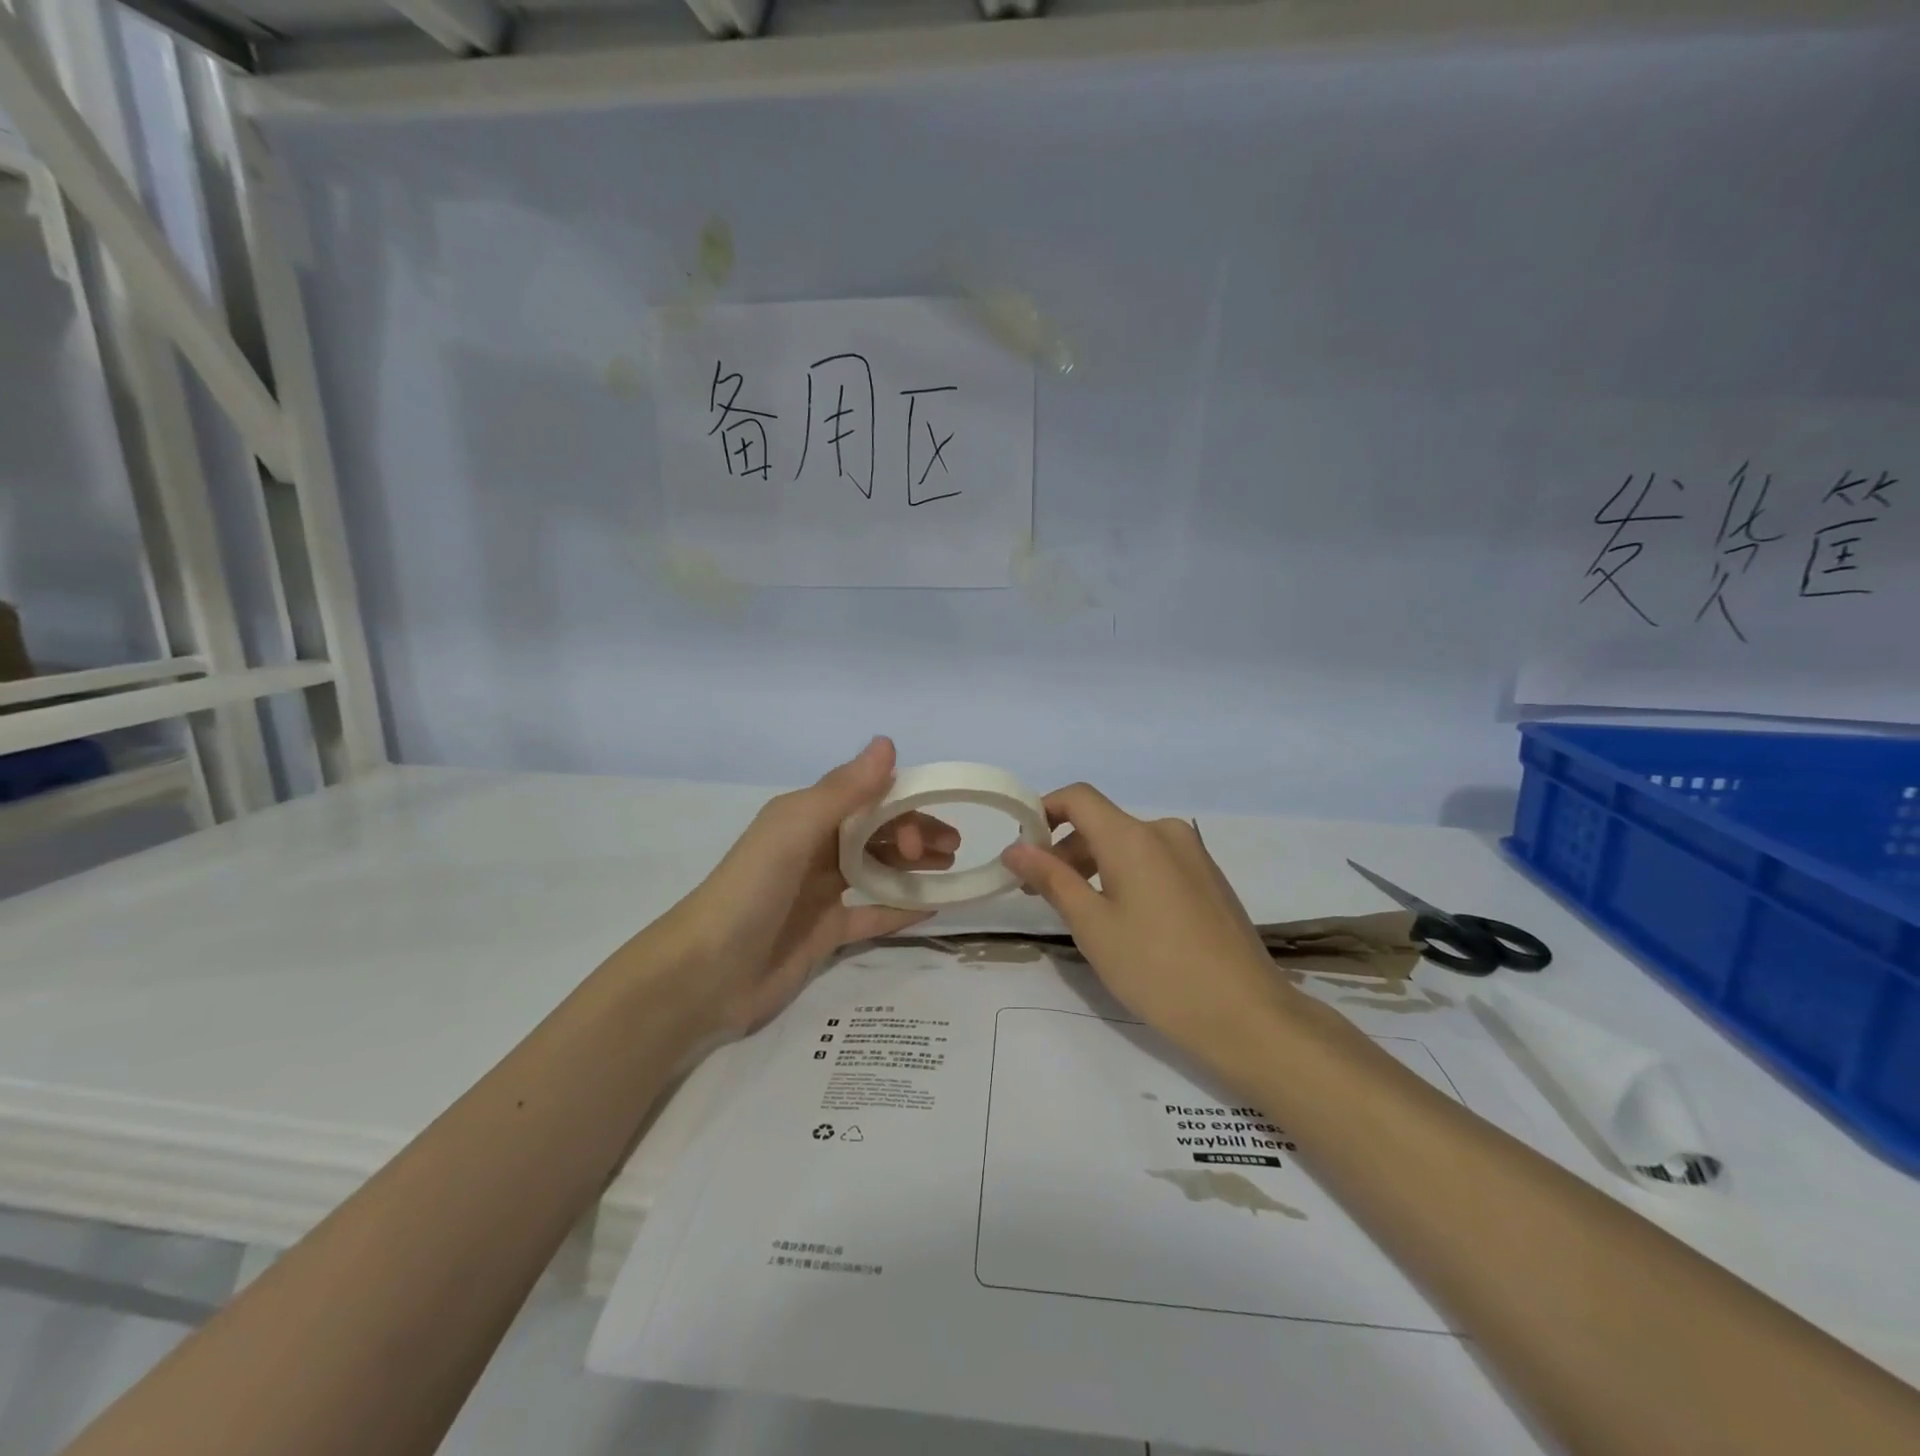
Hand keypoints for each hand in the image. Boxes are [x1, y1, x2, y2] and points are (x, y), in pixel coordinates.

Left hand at [655, 737, 958, 1035]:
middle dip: (916, 835)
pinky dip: (900, 909)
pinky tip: (932, 908)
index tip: (932, 830)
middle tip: (949, 852)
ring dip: (914, 867)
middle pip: (878, 833)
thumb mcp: (795, 830)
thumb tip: (887, 742)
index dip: (904, 808)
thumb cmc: (751, 891)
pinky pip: (872, 914)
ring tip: (950, 872)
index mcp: (807, 817)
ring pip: (878, 870)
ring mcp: (821, 892)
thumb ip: (844, 790)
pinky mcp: (825, 932)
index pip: (869, 800)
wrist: (705, 975)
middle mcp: (816, 849)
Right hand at [1002, 783, 1294, 1062]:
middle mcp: (1165, 832)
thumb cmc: (1157, 970)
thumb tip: (1015, 848)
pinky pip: (1155, 861)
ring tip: (1080, 913)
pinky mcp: (1209, 878)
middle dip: (1064, 850)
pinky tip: (1125, 921)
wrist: (1246, 1015)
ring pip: (1128, 845)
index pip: (1077, 798)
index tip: (1022, 848)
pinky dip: (1126, 876)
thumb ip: (1052, 879)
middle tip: (1040, 895)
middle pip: (1102, 824)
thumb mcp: (1092, 926)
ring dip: (1094, 867)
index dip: (1043, 811)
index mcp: (1134, 837)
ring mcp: (1193, 855)